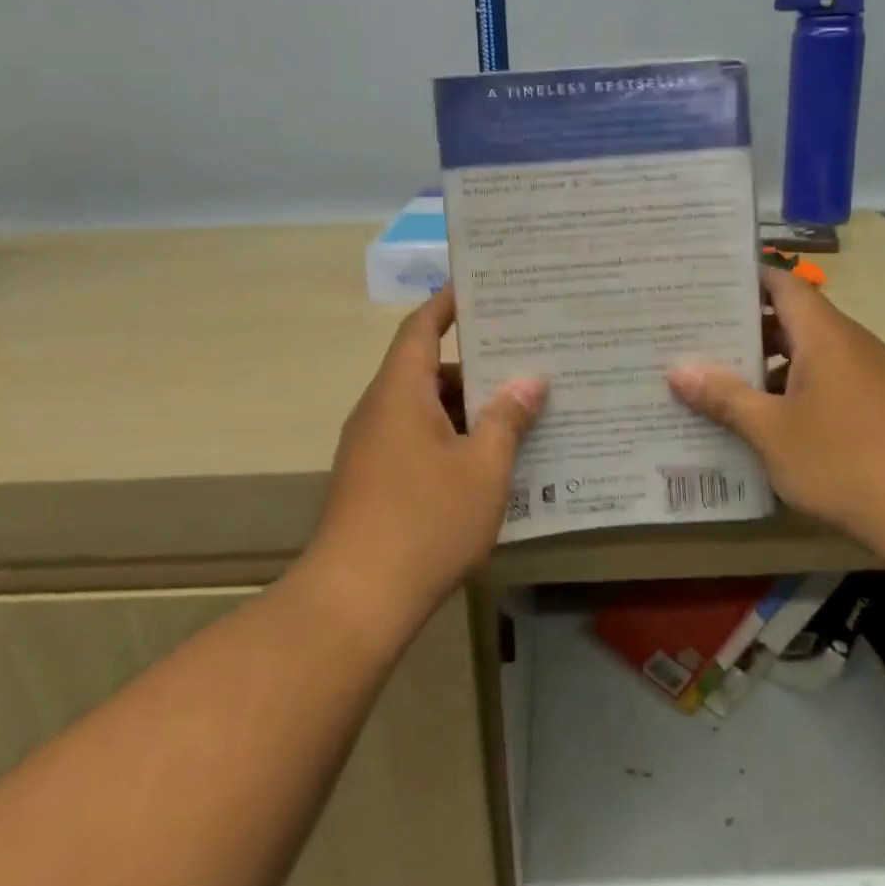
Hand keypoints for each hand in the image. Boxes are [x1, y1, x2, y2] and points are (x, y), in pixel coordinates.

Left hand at [312, 288, 545, 611]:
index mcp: (400, 392)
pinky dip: (452, 439)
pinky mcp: (373, 482)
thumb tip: (528, 382)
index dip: (448, 303)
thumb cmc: (426, 520)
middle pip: (427, 369)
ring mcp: (372, 449)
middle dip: (475, 365)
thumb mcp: (483, 468)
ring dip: (466, 408)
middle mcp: (379, 411)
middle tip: (525, 358)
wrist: (356, 598)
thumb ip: (507, 420)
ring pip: (425, 410)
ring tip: (519, 410)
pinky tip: (490, 461)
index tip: (478, 287)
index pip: (422, 328)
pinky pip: (417, 441)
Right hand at [667, 267, 884, 549]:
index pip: (782, 285)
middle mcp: (851, 344)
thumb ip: (724, 397)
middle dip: (747, 329)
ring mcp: (872, 375)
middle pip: (794, 320)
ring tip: (722, 382)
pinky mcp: (883, 406)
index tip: (705, 287)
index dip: (745, 281)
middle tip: (697, 339)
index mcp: (825, 335)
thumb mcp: (771, 431)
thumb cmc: (843, 460)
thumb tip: (678, 370)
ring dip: (770, 365)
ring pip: (811, 355)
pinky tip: (770, 422)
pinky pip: (830, 381)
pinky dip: (796, 389)